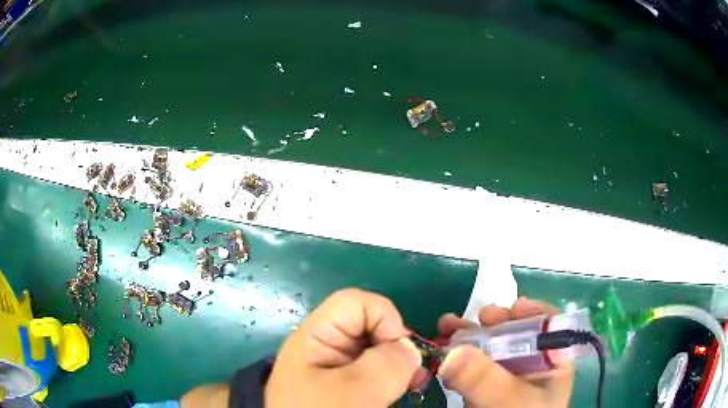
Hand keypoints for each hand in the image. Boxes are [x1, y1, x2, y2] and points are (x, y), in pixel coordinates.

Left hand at [265, 289, 422, 407]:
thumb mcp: (353, 392)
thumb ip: (386, 365)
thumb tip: (410, 349)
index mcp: (318, 337)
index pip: (356, 303)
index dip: (385, 318)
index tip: (398, 352)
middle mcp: (327, 346)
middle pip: (371, 326)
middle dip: (397, 346)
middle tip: (413, 375)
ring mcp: (337, 366)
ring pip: (377, 350)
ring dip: (399, 365)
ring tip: (412, 385)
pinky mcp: (346, 383)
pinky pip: (375, 370)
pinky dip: (393, 378)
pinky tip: (401, 391)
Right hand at [437, 297, 573, 407]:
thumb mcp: (509, 402)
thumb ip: (486, 379)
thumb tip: (451, 351)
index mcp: (552, 361)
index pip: (550, 327)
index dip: (533, 313)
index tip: (511, 310)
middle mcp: (532, 364)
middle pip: (517, 333)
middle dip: (493, 322)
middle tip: (475, 317)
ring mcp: (507, 375)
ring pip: (490, 347)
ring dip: (468, 335)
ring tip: (446, 325)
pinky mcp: (486, 385)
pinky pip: (473, 365)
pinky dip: (457, 356)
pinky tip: (443, 350)